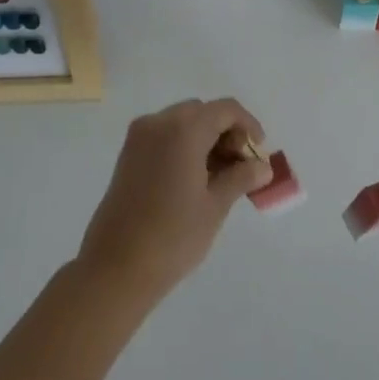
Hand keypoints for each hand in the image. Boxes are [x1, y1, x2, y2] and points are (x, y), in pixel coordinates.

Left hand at [76, 98, 273, 301]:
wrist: (115, 269)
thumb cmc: (172, 236)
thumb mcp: (215, 206)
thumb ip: (241, 177)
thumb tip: (263, 166)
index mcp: (183, 129)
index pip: (226, 110)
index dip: (248, 126)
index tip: (259, 154)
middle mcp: (158, 123)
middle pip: (203, 112)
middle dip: (227, 133)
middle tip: (241, 166)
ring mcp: (139, 138)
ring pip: (183, 123)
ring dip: (206, 139)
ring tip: (221, 177)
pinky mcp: (128, 155)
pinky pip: (164, 136)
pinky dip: (185, 146)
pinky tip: (196, 178)